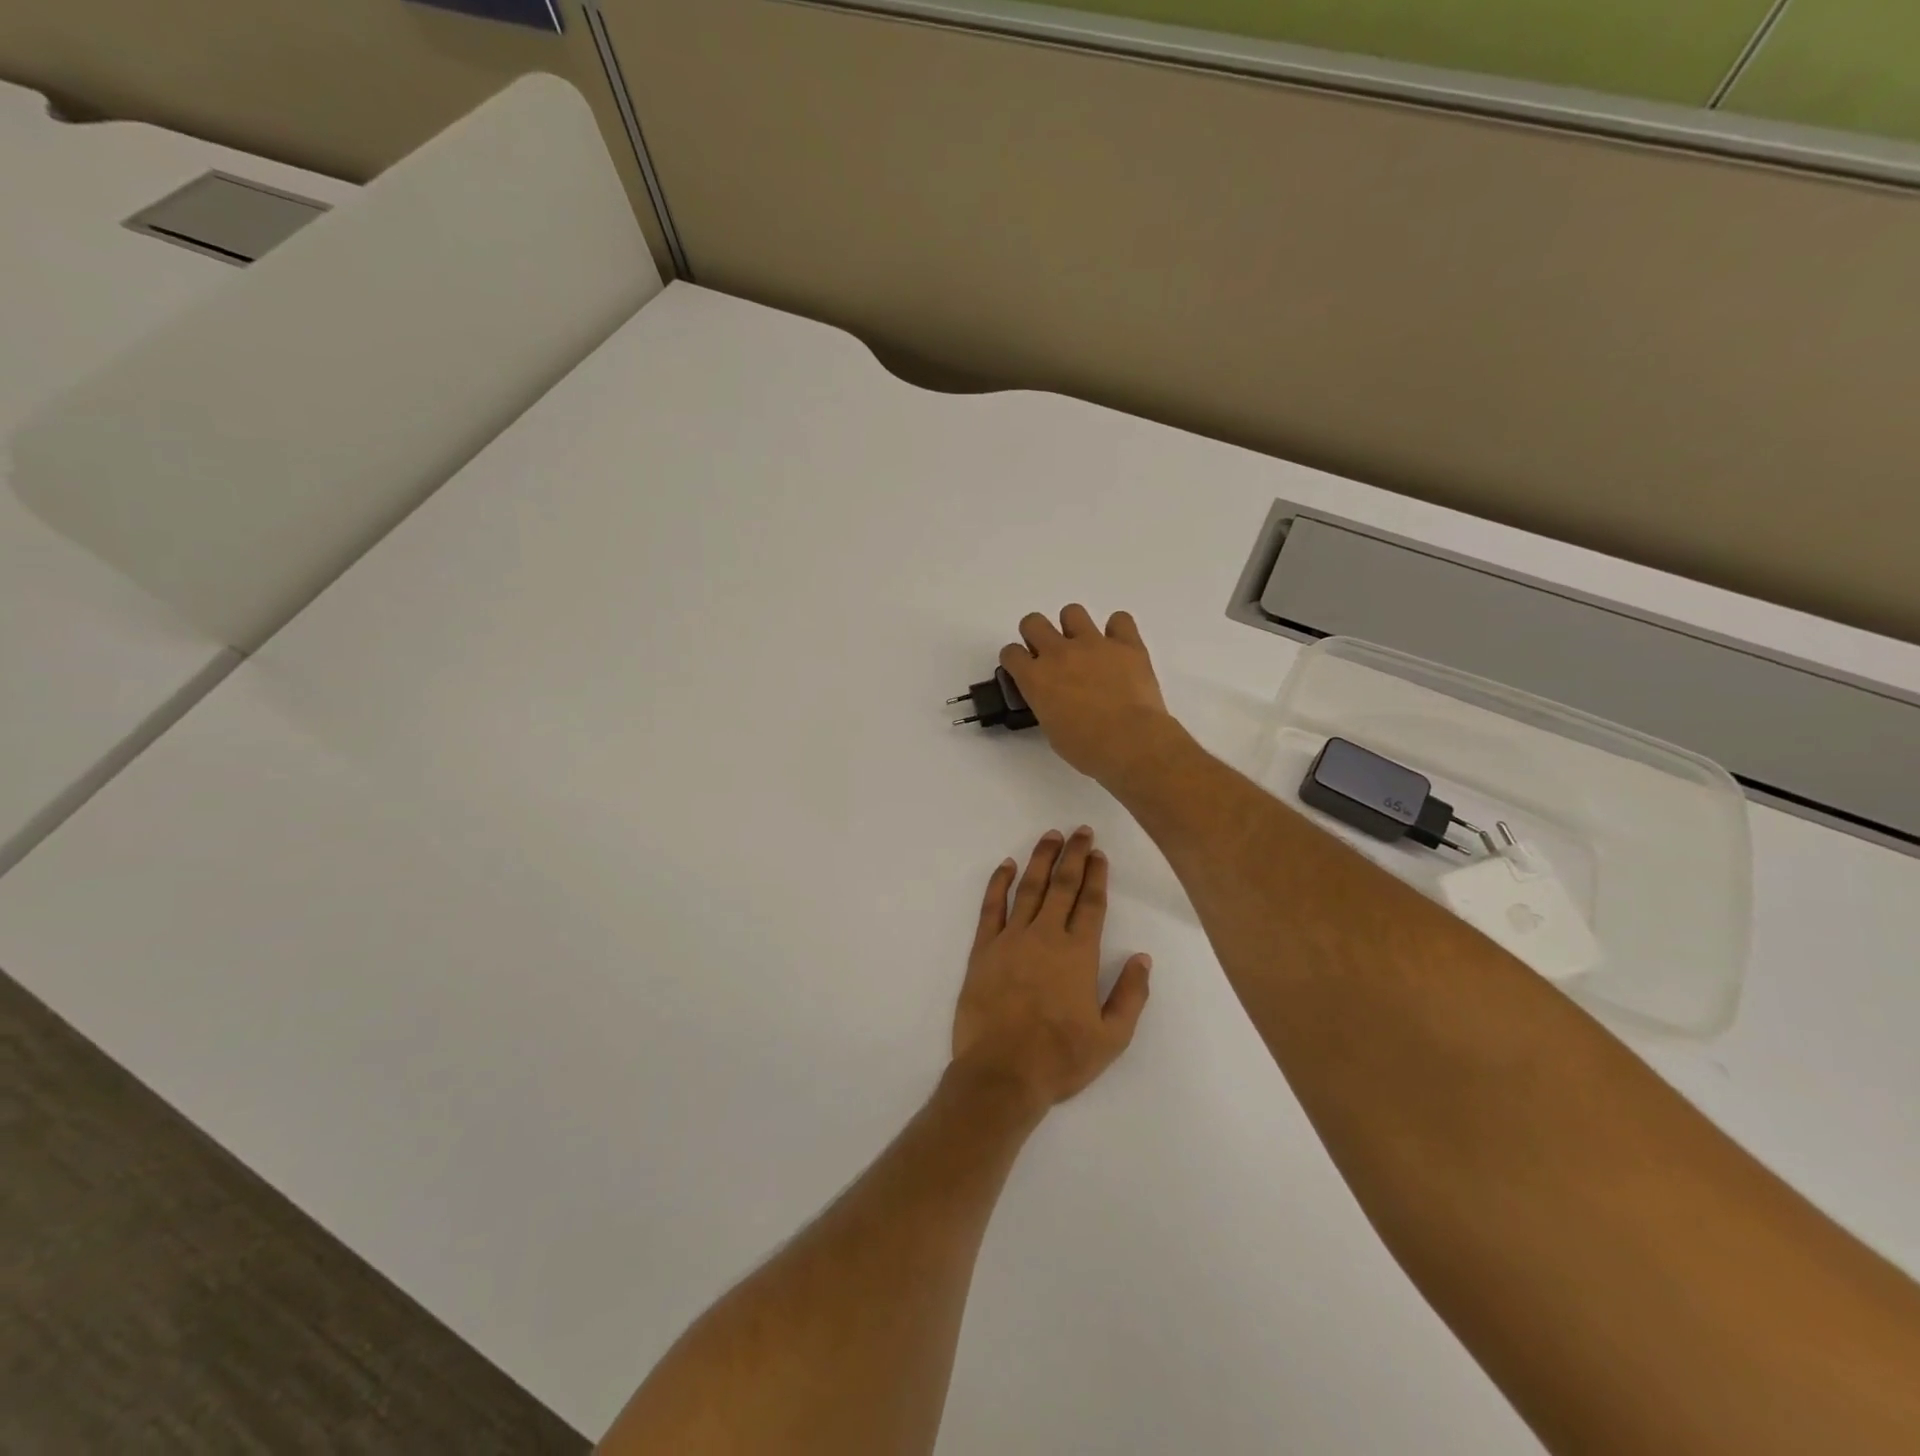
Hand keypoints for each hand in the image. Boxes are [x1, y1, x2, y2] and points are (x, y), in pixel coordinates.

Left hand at [952, 827, 1152, 1113]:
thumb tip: (1142, 958)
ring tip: (1050, 836)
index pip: (1091, 903)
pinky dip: (998, 883)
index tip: (1099, 854)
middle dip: (1074, 855)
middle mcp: (1046, 936)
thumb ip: (1130, 995)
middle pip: (1062, 885)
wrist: (1001, 1073)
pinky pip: (991, 907)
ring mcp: (1011, 939)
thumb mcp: (1112, 1038)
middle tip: (1080, 830)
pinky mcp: (983, 949)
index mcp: (1079, 954)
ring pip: (1028, 888)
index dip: (1097, 876)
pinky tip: (1006, 865)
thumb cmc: (1060, 1058)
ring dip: (1040, 859)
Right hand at [999, 606, 1177, 786]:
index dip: (1016, 660)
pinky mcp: (1126, 644)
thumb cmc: (1086, 747)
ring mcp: (1093, 644)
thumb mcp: (1051, 729)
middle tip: (1050, 654)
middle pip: (1033, 622)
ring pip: (1072, 612)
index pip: (1011, 653)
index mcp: (1035, 678)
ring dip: (1074, 627)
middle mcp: (1059, 653)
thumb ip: (1046, 704)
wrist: (1130, 742)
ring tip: (1085, 648)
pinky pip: (1120, 620)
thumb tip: (1054, 698)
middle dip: (1036, 635)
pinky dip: (1118, 631)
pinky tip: (1119, 649)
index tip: (1024, 670)